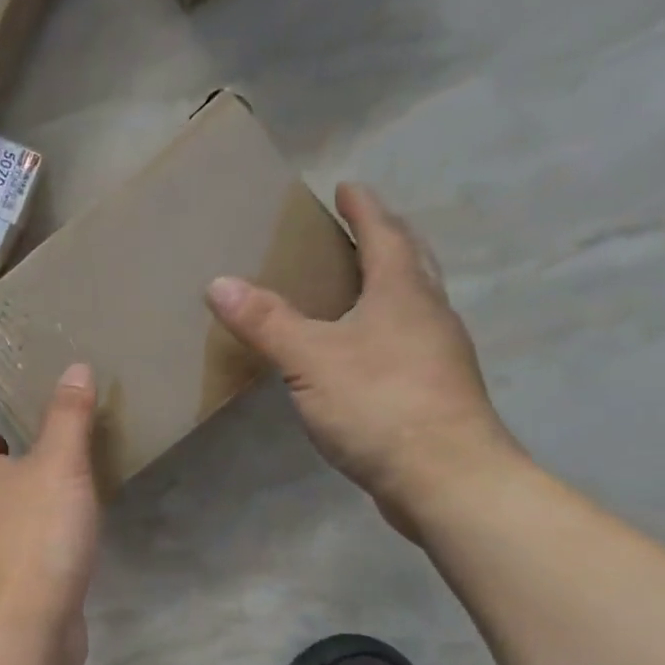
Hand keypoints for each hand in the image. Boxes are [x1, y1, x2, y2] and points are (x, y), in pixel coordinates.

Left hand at [0, 364, 99, 664]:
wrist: (24, 628)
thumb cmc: (36, 536)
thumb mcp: (60, 466)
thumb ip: (68, 418)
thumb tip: (74, 367)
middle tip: (9, 440)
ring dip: (10, 493)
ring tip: (42, 478)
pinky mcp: (11, 586)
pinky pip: (18, 545)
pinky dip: (30, 529)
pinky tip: (60, 531)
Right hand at [207, 184, 521, 535]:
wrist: (446, 478)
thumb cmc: (379, 404)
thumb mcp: (310, 359)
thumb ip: (266, 321)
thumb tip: (218, 282)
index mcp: (402, 293)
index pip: (384, 235)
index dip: (364, 209)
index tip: (347, 186)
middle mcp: (429, 314)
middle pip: (410, 262)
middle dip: (386, 238)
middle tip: (359, 227)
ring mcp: (439, 355)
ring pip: (414, 302)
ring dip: (390, 283)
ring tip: (358, 284)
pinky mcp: (436, 391)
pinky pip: (409, 340)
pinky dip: (387, 327)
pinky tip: (364, 350)